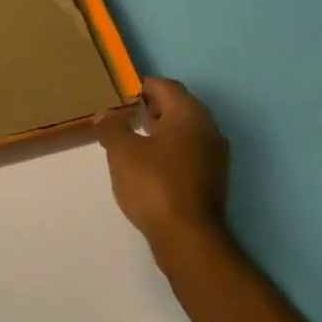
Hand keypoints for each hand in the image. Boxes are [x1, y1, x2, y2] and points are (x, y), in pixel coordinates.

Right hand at [95, 78, 230, 245]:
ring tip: (135, 141)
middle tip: (127, 116)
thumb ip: (112, 127)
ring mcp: (215, 155)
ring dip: (163, 130)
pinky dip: (172, 150)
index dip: (144, 86)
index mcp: (189, 114)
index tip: (123, 95)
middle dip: (154, 107)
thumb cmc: (153, 184)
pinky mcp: (214, 178)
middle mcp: (209, 128)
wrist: (188, 235)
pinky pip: (191, 151)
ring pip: (187, 131)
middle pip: (180, 106)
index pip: (167, 86)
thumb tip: (106, 114)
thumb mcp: (121, 152)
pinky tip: (151, 166)